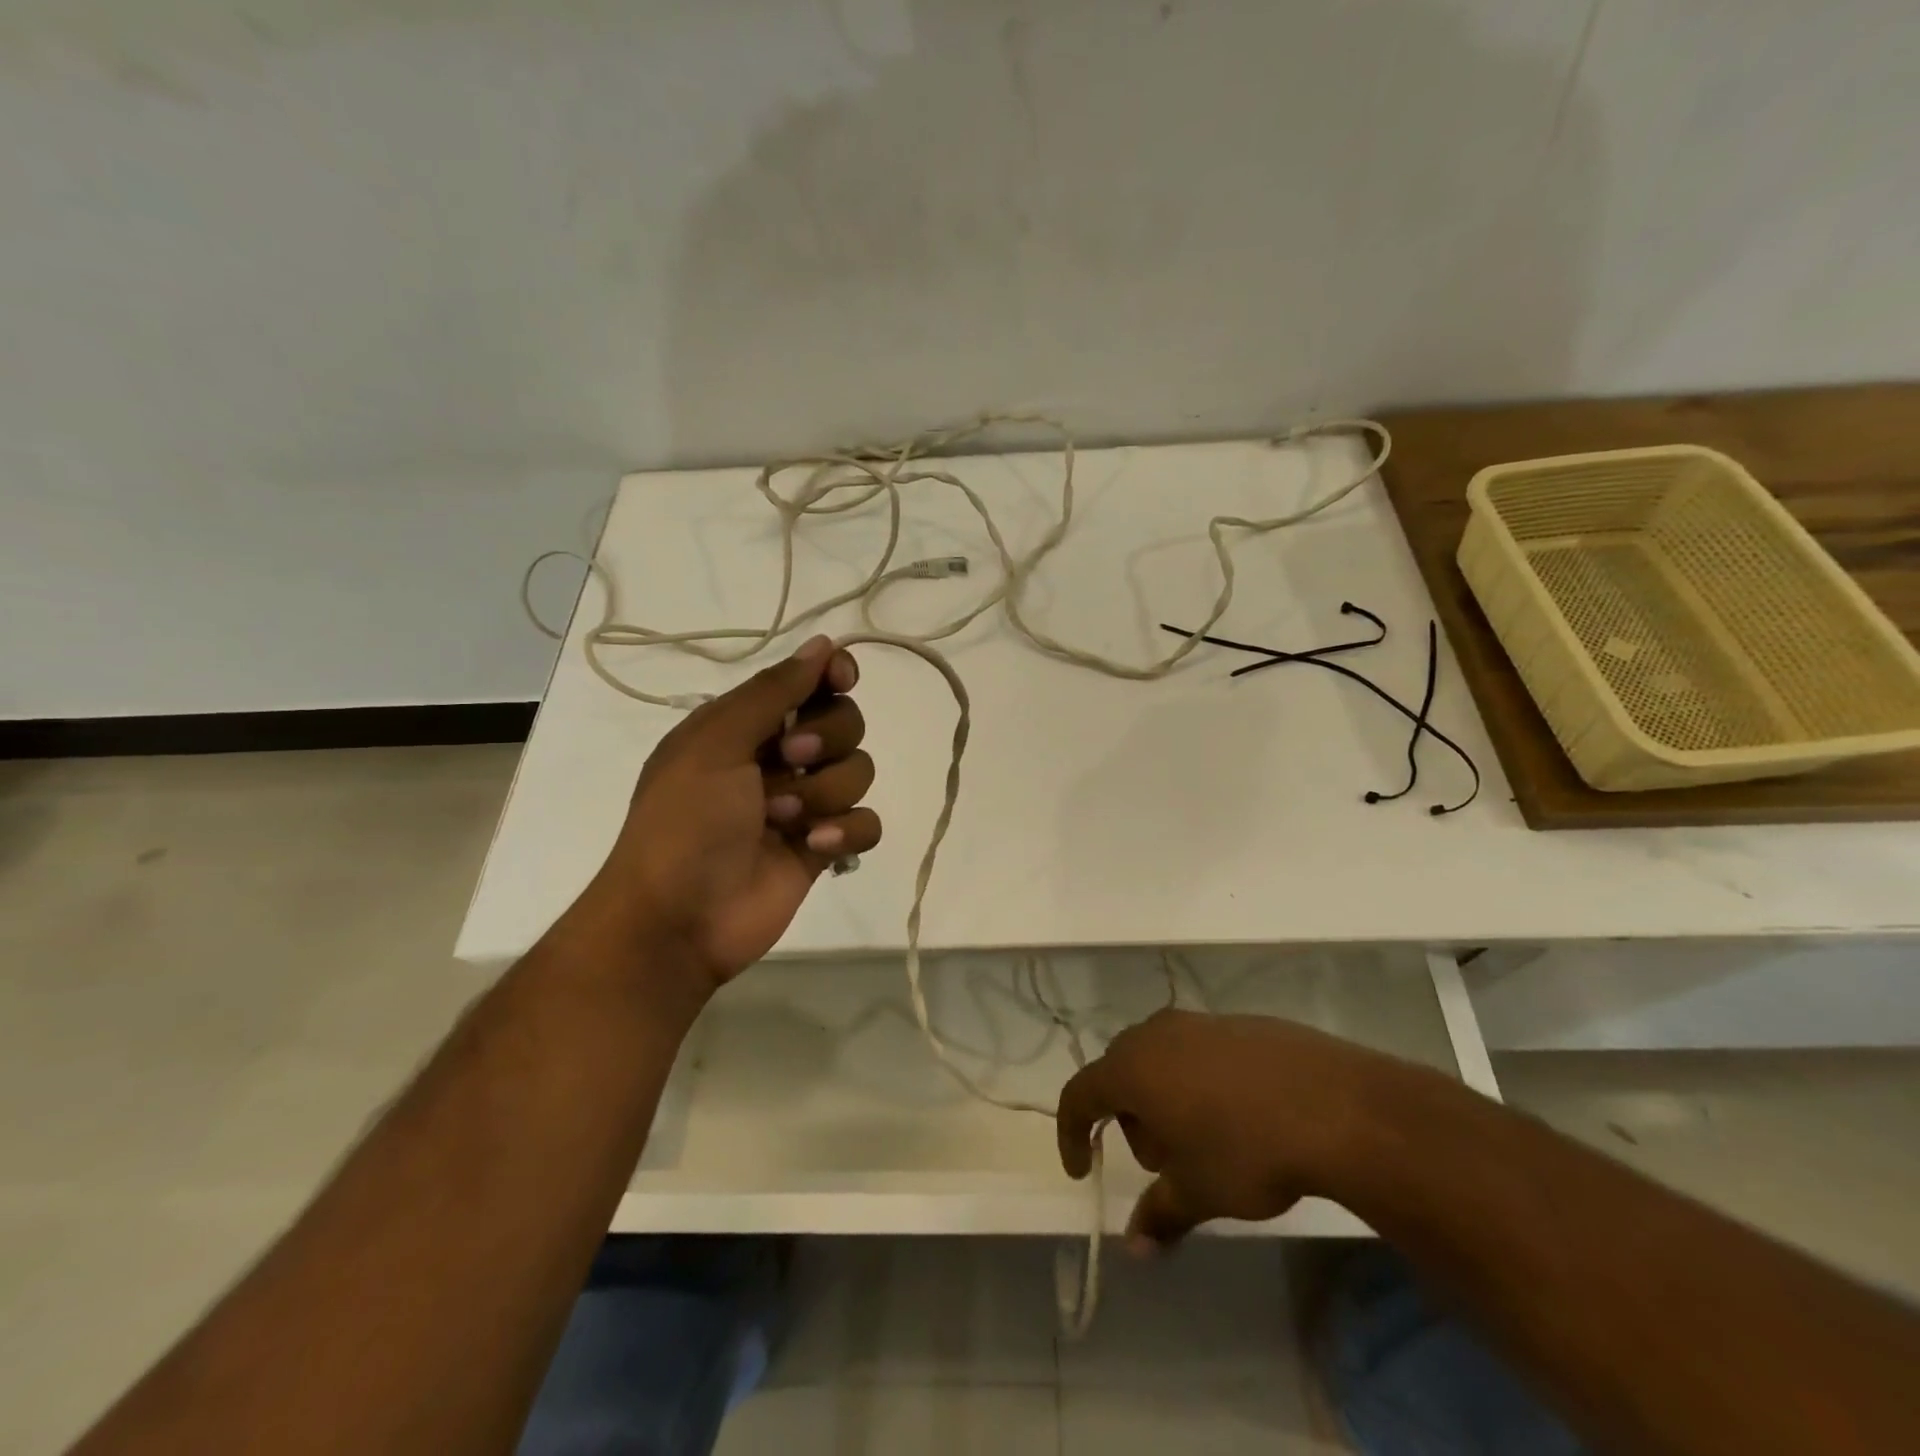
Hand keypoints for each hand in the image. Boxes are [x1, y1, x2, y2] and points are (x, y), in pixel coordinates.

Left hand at [584, 634, 880, 986]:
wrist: (677, 919)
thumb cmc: (685, 821)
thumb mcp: (715, 743)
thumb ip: (773, 691)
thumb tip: (823, 643)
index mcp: (747, 725)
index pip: (808, 682)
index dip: (832, 675)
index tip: (842, 680)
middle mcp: (780, 757)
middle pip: (845, 722)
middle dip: (826, 739)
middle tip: (789, 759)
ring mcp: (805, 803)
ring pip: (859, 771)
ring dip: (825, 793)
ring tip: (783, 820)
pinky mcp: (824, 846)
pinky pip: (866, 822)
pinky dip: (846, 832)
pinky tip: (814, 847)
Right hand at [1056, 1010, 1423, 1250]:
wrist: (1333, 1105)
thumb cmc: (1246, 1150)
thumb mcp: (1198, 1191)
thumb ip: (1160, 1215)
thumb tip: (1135, 1249)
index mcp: (1132, 1068)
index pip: (1079, 1093)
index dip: (1072, 1132)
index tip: (1083, 1169)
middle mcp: (1155, 1034)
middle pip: (1120, 1073)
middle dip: (1129, 1119)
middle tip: (1161, 1163)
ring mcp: (1198, 1022)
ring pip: (1160, 1059)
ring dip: (1164, 1098)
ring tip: (1202, 1140)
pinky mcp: (1237, 1021)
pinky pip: (1198, 1051)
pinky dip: (1199, 1081)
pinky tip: (1239, 1114)